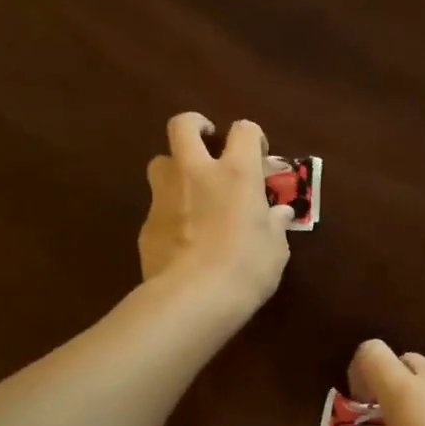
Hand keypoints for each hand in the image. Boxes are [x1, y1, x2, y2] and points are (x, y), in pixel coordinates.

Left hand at [139, 113, 293, 312]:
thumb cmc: (246, 268)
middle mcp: (196, 172)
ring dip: (175, 168)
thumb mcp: (275, 248)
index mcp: (237, 172)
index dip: (253, 136)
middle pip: (183, 125)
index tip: (259, 156)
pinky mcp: (146, 224)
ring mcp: (165, 195)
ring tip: (191, 189)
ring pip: (160, 161)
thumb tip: (279, 214)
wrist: (192, 299)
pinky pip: (157, 204)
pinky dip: (169, 211)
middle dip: (195, 125)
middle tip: (207, 140)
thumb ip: (274, 223)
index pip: (244, 130)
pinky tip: (182, 236)